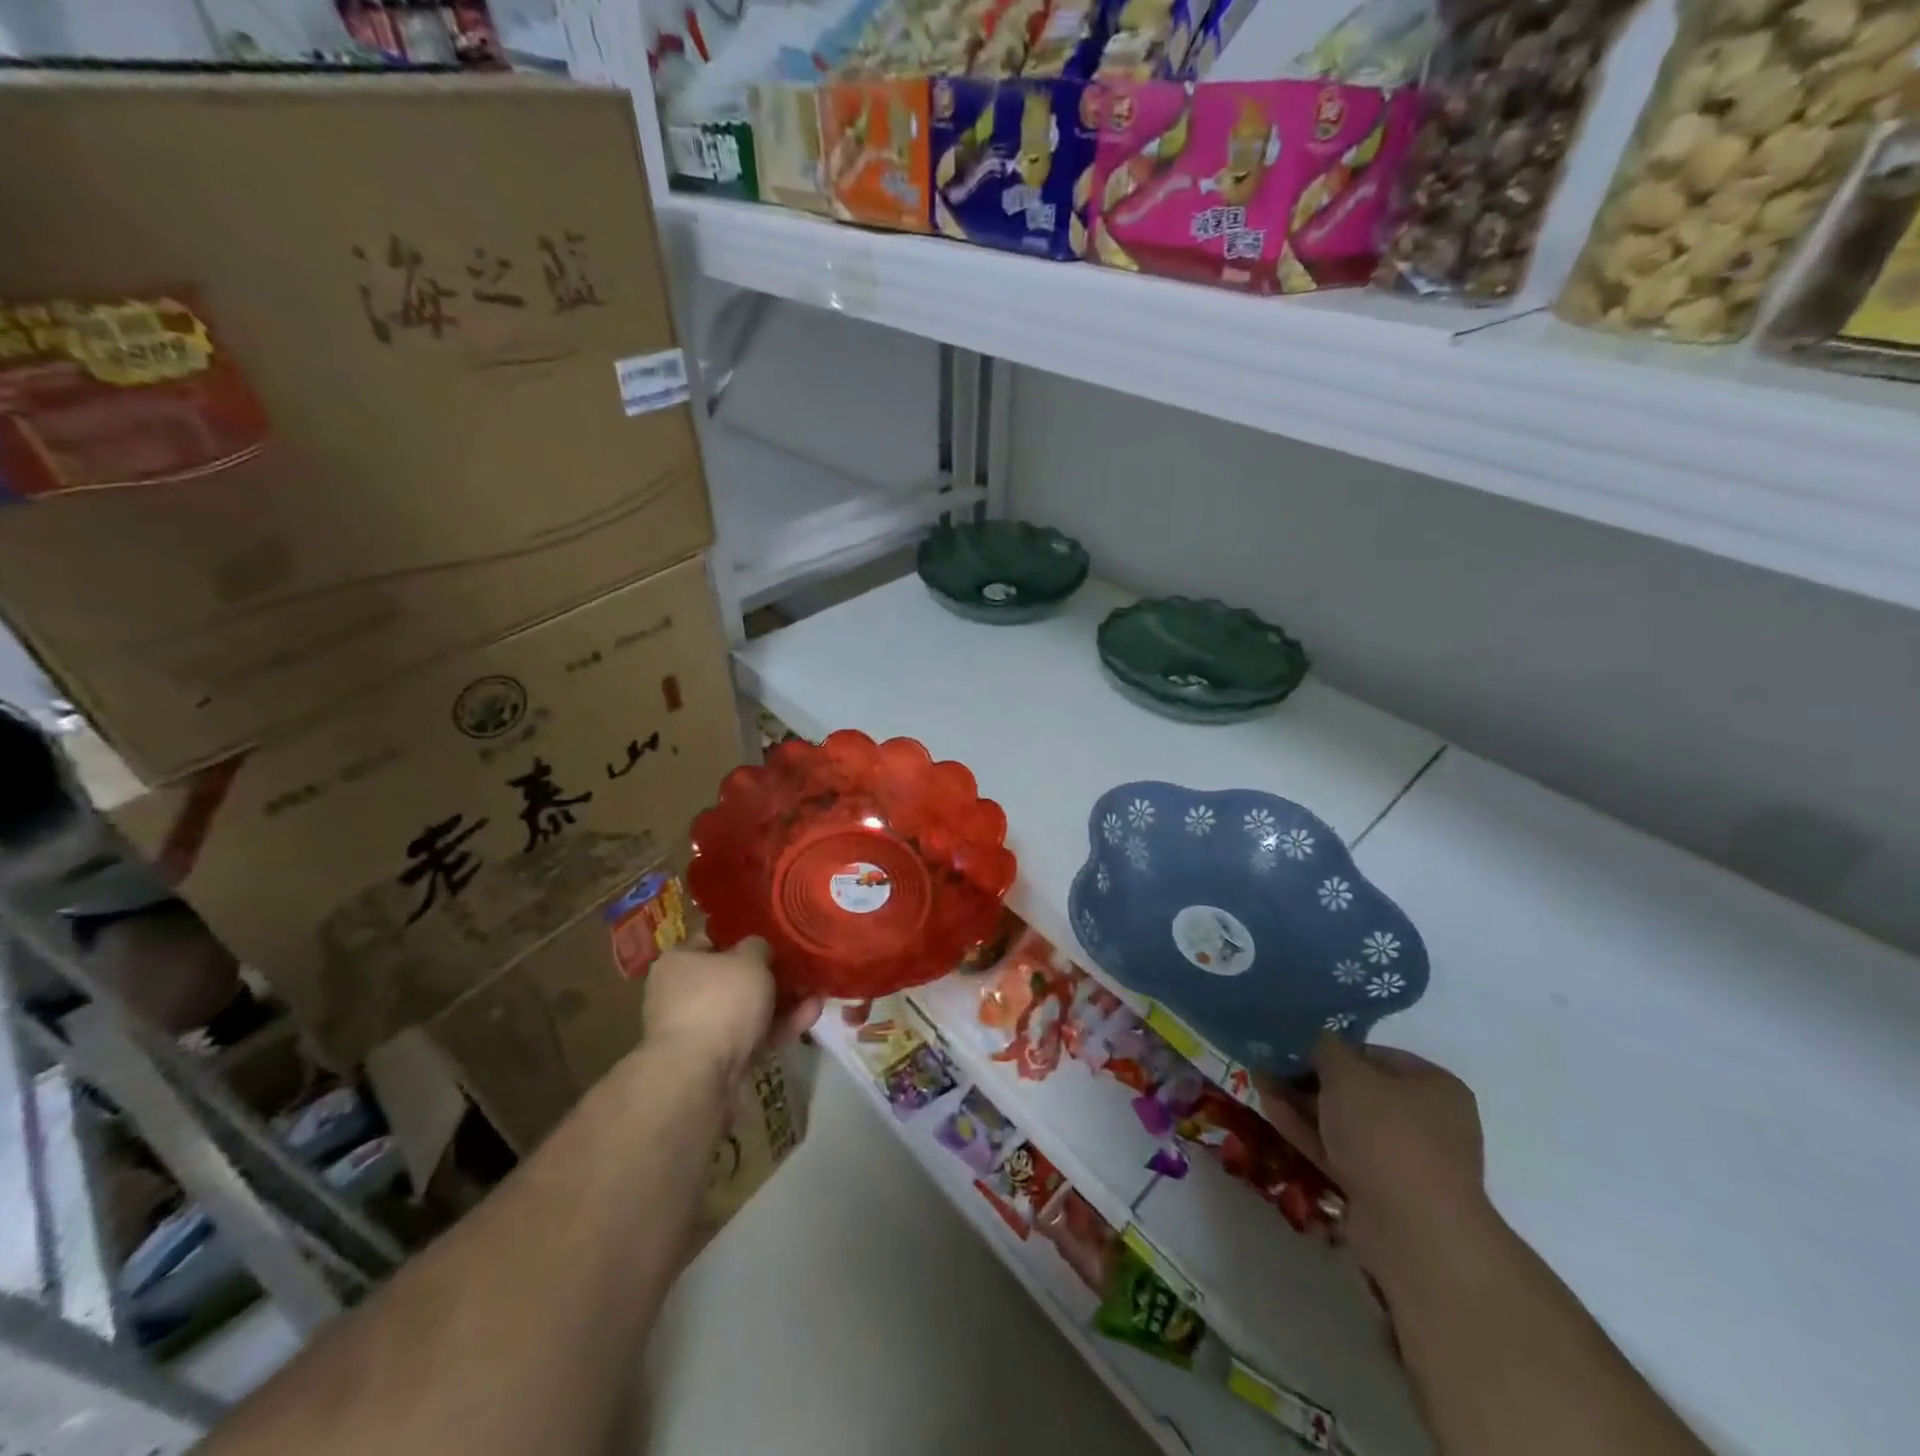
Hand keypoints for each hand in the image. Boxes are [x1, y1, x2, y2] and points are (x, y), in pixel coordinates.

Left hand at [643, 938, 822, 1086]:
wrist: (699, 1075)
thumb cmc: (719, 1001)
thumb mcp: (749, 959)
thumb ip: (758, 947)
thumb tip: (758, 950)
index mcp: (679, 962)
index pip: (710, 940)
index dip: (742, 937)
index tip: (772, 937)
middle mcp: (681, 994)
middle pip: (730, 978)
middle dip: (767, 975)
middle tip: (798, 967)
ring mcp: (699, 1030)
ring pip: (745, 1009)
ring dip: (781, 1002)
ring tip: (816, 991)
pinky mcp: (716, 1060)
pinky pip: (753, 1035)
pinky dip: (780, 1026)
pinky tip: (812, 1013)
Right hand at [1260, 1036, 1492, 1287]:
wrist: (1414, 1232)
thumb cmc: (1387, 1135)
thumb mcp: (1347, 1074)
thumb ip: (1324, 1048)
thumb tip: (1313, 1040)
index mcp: (1433, 1085)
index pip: (1372, 1054)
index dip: (1330, 1047)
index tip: (1293, 1044)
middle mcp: (1425, 1121)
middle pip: (1356, 1089)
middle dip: (1309, 1077)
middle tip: (1270, 1063)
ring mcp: (1402, 1160)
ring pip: (1342, 1121)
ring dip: (1302, 1103)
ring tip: (1259, 1081)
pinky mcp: (1379, 1191)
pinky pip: (1337, 1150)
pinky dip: (1306, 1130)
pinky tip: (1269, 1108)